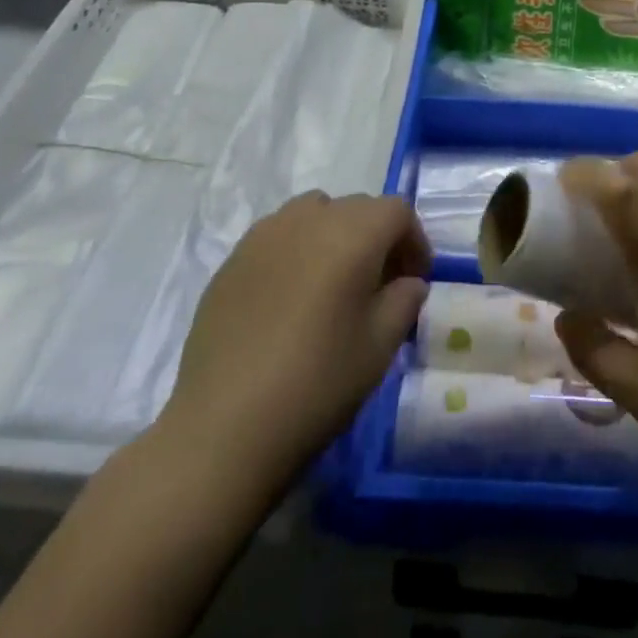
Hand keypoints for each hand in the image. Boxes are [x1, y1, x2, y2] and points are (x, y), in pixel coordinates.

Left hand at [155, 192, 430, 484]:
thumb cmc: (316, 383)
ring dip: (334, 236)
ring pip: (315, 214)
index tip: (415, 281)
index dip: (414, 241)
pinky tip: (289, 301)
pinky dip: (296, 252)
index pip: (397, 212)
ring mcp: (265, 234)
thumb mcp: (380, 346)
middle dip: (377, 238)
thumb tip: (407, 283)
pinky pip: (279, 237)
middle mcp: (310, 218)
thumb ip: (404, 301)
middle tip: (379, 286)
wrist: (222, 428)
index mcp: (353, 233)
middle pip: (358, 208)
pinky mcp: (233, 260)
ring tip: (332, 285)